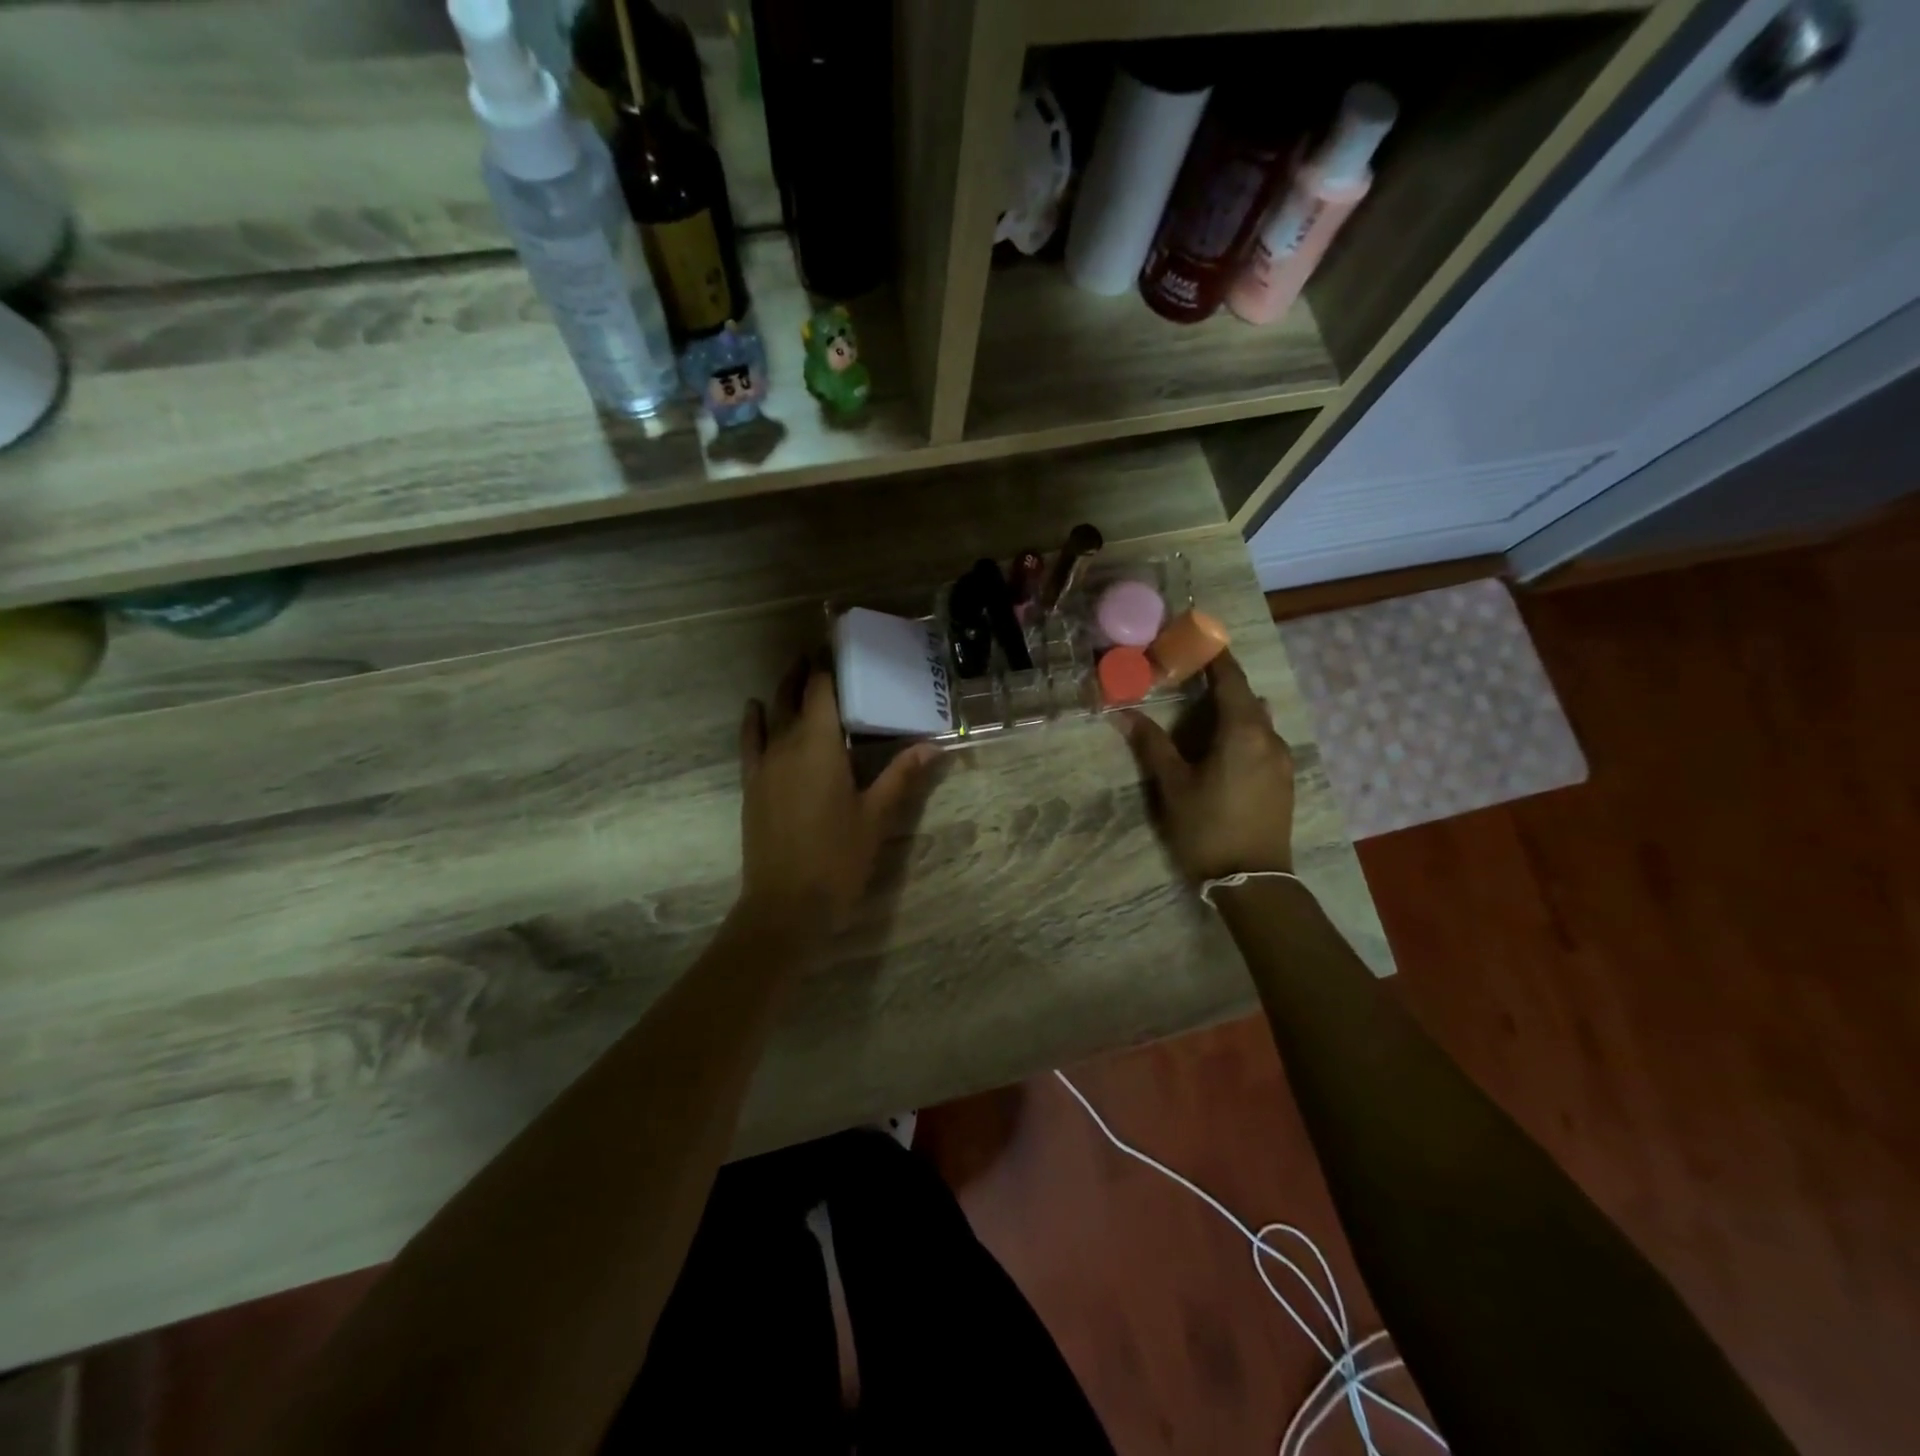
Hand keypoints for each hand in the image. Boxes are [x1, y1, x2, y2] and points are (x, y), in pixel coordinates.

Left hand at [738, 657, 938, 933]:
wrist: (786, 904)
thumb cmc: (838, 858)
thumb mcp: (877, 816)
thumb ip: (902, 776)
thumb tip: (934, 746)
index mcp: (820, 745)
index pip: (822, 689)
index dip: (830, 665)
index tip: (842, 648)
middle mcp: (787, 744)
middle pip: (794, 695)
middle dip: (806, 673)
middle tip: (822, 654)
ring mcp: (764, 764)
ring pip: (770, 714)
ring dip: (782, 691)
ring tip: (795, 671)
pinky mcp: (752, 785)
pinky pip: (750, 741)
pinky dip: (753, 721)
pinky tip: (755, 709)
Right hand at [1119, 650, 1295, 882]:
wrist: (1253, 881)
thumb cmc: (1207, 828)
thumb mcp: (1173, 785)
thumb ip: (1151, 745)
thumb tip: (1123, 713)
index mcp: (1244, 732)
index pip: (1231, 680)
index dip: (1215, 657)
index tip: (1197, 638)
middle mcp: (1271, 738)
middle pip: (1246, 698)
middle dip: (1220, 683)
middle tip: (1188, 677)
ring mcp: (1283, 761)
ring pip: (1257, 721)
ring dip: (1232, 709)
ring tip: (1201, 711)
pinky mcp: (1284, 781)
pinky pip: (1264, 741)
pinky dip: (1242, 731)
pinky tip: (1220, 747)